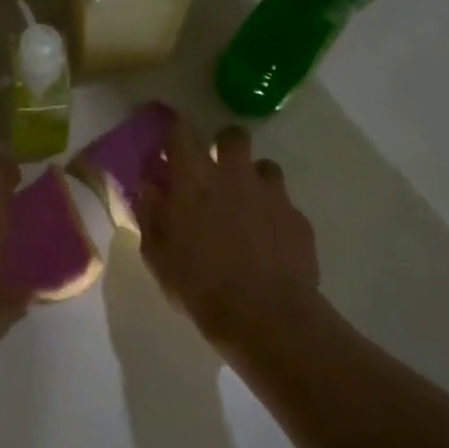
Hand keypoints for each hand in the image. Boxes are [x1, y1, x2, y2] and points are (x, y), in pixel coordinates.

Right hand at [133, 117, 324, 348]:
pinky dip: (274, 214)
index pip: (181, 133)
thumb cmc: (199, 285)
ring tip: (246, 206)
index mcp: (194, 179)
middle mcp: (234, 175)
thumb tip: (150, 188)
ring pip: (265, 167)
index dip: (175, 131)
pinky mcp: (298, 218)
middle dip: (224, 145)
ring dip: (253, 178)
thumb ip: (151, 214)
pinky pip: (284, 204)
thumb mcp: (158, 255)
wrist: (265, 315)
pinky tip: (268, 241)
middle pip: (233, 136)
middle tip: (215, 170)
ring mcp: (271, 194)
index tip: (170, 142)